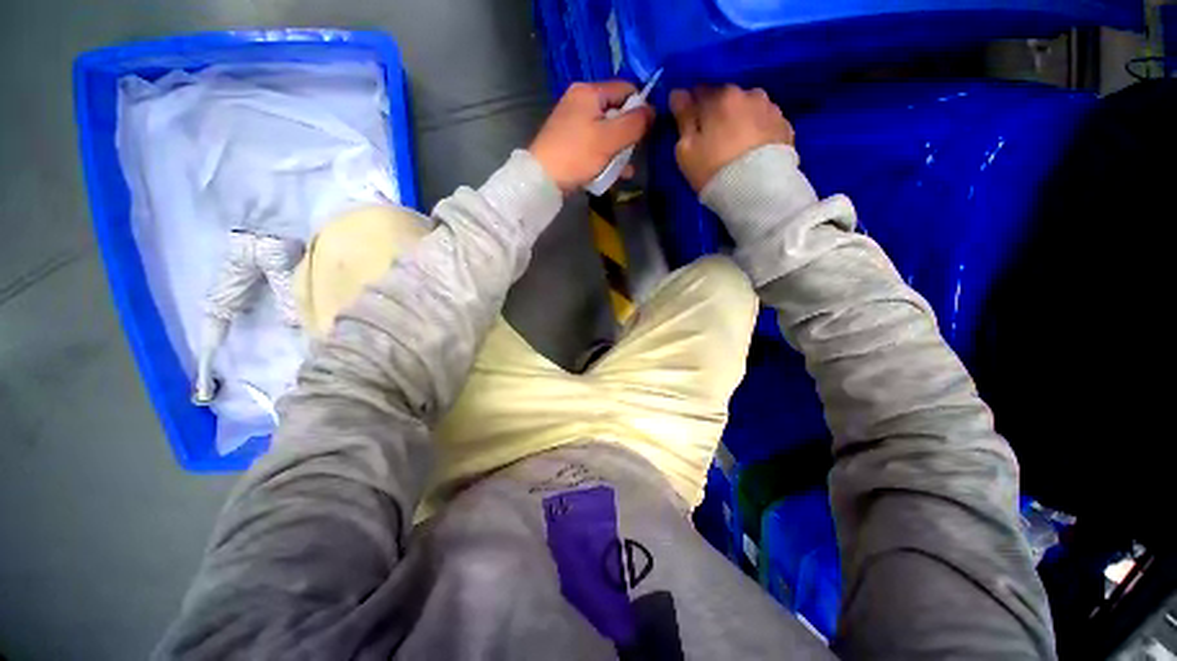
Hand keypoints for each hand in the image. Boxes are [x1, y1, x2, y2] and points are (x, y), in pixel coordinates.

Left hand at [529, 81, 654, 192]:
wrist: (542, 178)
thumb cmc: (577, 155)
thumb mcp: (610, 139)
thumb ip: (635, 124)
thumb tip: (652, 112)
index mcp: (590, 92)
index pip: (626, 90)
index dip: (640, 109)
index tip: (645, 133)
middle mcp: (580, 101)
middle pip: (616, 112)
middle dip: (628, 134)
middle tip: (632, 154)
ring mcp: (573, 122)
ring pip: (606, 132)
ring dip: (618, 150)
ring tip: (624, 170)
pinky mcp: (569, 141)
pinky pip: (594, 144)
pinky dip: (604, 156)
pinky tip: (612, 174)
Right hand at [670, 85, 794, 192]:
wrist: (757, 190)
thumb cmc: (713, 170)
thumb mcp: (686, 150)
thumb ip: (683, 119)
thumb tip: (678, 94)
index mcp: (721, 97)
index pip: (699, 92)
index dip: (692, 108)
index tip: (689, 126)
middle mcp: (749, 93)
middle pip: (727, 98)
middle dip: (718, 113)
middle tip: (713, 139)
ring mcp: (771, 108)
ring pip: (748, 109)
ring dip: (740, 120)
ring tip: (736, 145)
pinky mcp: (786, 126)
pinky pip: (765, 123)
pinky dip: (757, 131)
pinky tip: (752, 150)